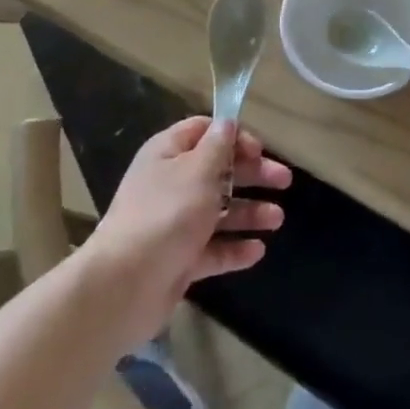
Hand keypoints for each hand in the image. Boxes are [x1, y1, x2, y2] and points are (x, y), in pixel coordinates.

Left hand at [82, 117, 290, 345]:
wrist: (124, 286)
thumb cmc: (166, 214)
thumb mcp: (198, 170)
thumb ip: (218, 146)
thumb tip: (228, 122)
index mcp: (167, 155)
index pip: (203, 132)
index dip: (234, 136)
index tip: (260, 149)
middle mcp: (170, 185)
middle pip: (218, 171)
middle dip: (252, 174)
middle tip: (285, 180)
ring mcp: (174, 224)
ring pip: (218, 211)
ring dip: (249, 212)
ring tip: (277, 220)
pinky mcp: (179, 259)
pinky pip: (213, 249)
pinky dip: (235, 248)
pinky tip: (258, 251)